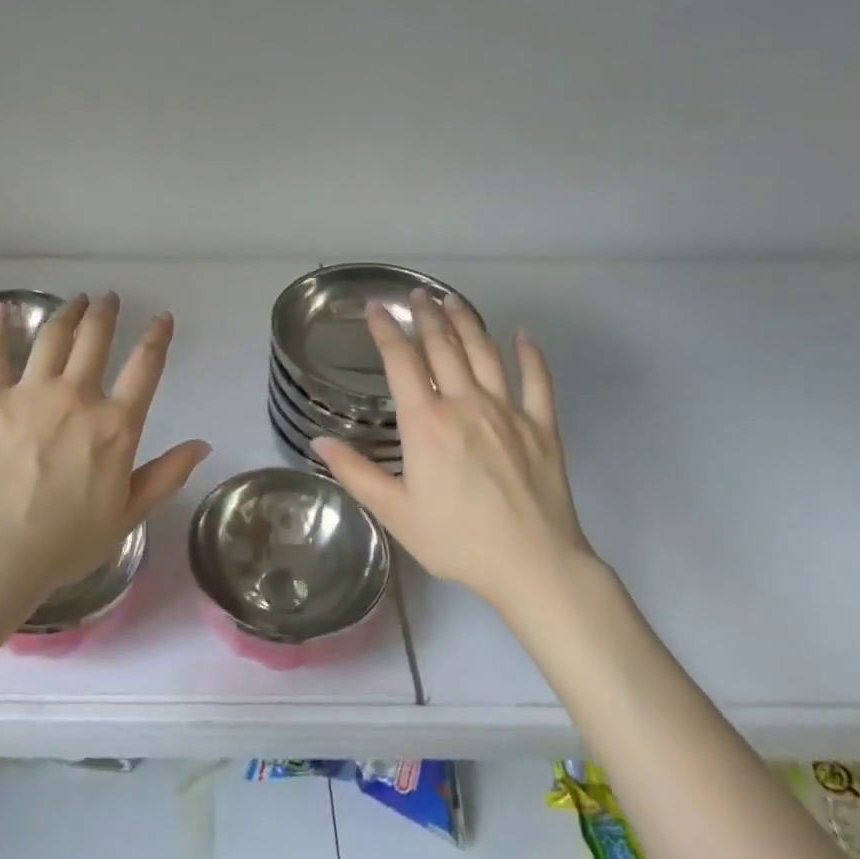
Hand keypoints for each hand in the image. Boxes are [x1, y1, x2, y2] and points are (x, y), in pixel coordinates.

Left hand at [0, 293, 210, 600]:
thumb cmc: (69, 541)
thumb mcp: (130, 513)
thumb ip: (167, 474)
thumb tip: (203, 444)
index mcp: (116, 424)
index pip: (145, 366)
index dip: (157, 336)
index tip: (162, 318)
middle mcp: (77, 396)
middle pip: (96, 339)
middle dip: (105, 313)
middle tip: (107, 298)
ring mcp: (31, 393)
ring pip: (53, 337)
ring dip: (66, 313)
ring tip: (74, 300)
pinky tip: (2, 311)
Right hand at [314, 291, 601, 629]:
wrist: (533, 565)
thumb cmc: (457, 539)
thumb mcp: (395, 512)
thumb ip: (355, 472)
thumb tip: (317, 442)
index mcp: (426, 422)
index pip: (402, 361)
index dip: (386, 330)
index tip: (376, 307)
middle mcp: (465, 404)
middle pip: (443, 347)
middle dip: (427, 315)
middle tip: (417, 293)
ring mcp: (507, 411)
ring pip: (485, 353)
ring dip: (467, 322)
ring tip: (454, 300)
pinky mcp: (542, 426)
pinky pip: (538, 381)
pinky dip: (530, 355)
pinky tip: (523, 336)